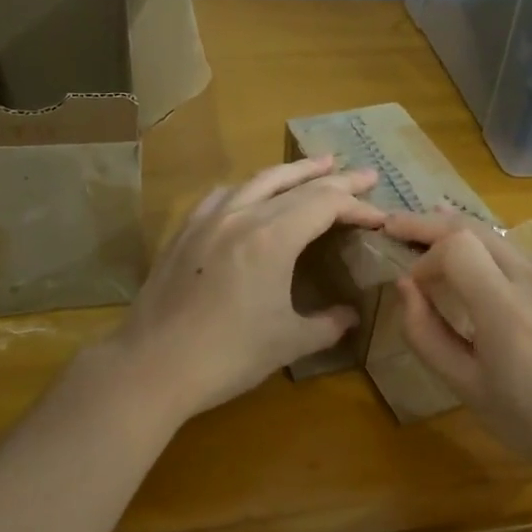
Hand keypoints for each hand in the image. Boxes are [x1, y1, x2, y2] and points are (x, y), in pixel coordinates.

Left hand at [101, 156, 384, 422]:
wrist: (151, 366)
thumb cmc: (227, 356)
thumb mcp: (288, 343)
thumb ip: (327, 324)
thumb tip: (351, 316)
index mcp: (272, 237)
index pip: (325, 204)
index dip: (357, 206)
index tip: (380, 217)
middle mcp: (242, 215)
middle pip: (297, 184)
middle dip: (335, 178)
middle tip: (365, 174)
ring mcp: (208, 219)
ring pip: (259, 180)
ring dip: (293, 172)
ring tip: (318, 165)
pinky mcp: (185, 231)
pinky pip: (224, 194)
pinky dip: (250, 187)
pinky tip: (252, 193)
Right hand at [384, 211, 531, 489]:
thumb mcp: (469, 389)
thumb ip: (428, 335)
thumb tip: (405, 288)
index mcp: (506, 309)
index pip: (456, 246)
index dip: (424, 256)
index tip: (412, 287)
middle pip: (472, 227)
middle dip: (428, 224)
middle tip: (392, 227)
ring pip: (493, 234)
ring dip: (454, 231)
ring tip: (421, 234)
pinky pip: (513, 251)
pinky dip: (481, 247)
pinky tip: (467, 260)